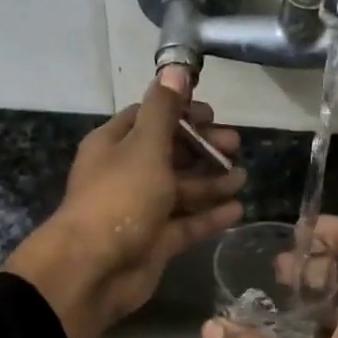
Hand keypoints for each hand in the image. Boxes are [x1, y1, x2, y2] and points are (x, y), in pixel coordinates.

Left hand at [6, 84, 243, 337]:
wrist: (94, 270)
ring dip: (211, 182)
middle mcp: (127, 174)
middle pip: (170, 154)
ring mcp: (142, 210)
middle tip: (236, 146)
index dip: (180, 113)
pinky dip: (210, 216)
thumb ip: (164, 110)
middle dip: (203, 148)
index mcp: (115, 145)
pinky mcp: (156, 242)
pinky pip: (187, 224)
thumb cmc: (119, 198)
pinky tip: (237, 210)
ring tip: (243, 177)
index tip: (212, 114)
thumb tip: (175, 67)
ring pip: (181, 190)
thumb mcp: (144, 146)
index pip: (150, 119)